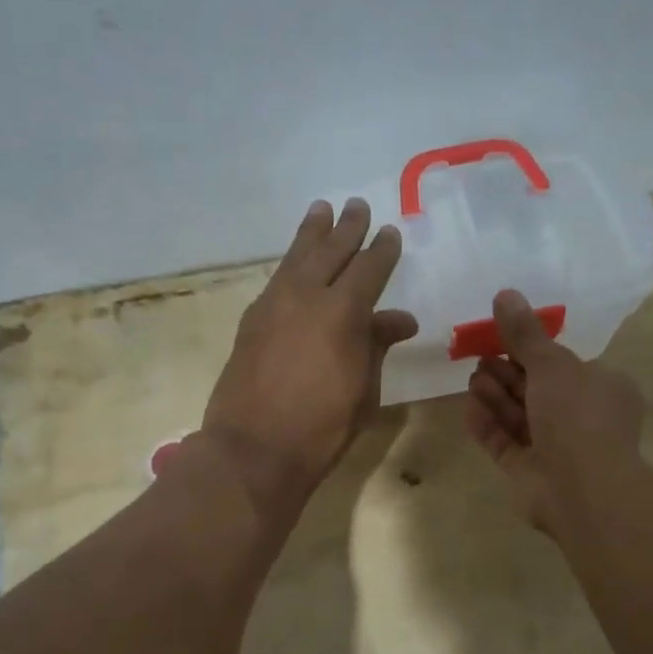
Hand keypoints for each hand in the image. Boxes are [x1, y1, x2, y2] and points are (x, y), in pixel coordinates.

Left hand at [200, 198, 416, 511]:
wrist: (254, 448)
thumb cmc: (323, 426)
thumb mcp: (364, 388)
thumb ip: (377, 346)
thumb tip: (400, 320)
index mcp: (344, 311)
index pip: (369, 268)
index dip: (382, 250)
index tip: (389, 232)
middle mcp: (307, 296)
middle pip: (330, 251)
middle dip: (347, 228)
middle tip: (356, 205)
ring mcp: (273, 305)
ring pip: (297, 257)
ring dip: (312, 233)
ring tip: (321, 210)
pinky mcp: (252, 319)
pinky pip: (277, 278)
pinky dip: (291, 263)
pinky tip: (295, 262)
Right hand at [464, 290, 643, 534]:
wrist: (581, 488)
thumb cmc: (577, 416)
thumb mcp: (552, 364)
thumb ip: (525, 333)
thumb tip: (504, 294)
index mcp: (601, 389)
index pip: (563, 365)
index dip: (531, 351)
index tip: (501, 337)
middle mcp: (580, 418)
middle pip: (536, 389)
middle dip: (507, 372)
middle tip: (479, 357)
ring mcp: (554, 448)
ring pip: (519, 416)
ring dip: (495, 396)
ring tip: (472, 379)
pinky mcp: (528, 472)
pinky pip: (504, 443)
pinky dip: (488, 425)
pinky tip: (468, 408)